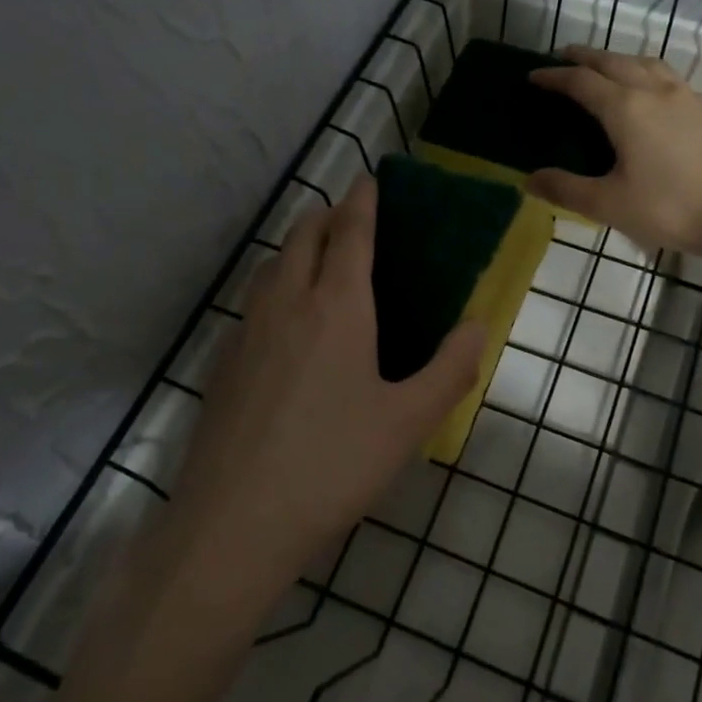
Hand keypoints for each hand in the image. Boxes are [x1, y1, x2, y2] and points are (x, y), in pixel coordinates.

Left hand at [169, 177, 486, 596]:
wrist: (235, 523)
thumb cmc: (333, 465)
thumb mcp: (408, 423)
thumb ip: (451, 369)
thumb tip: (478, 325)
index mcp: (336, 306)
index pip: (350, 232)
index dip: (362, 201)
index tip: (371, 179)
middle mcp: (286, 302)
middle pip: (303, 235)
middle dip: (328, 216)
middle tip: (354, 224)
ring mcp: (246, 330)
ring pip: (272, 265)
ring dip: (298, 249)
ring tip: (322, 267)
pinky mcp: (224, 362)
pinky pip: (254, 301)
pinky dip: (276, 286)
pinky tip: (288, 326)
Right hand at [527, 46, 701, 255]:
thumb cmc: (671, 208)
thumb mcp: (609, 204)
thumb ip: (567, 189)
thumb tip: (529, 180)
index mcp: (625, 108)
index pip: (581, 82)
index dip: (554, 76)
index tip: (533, 75)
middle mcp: (655, 91)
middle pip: (613, 61)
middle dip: (585, 57)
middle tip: (563, 57)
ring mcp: (687, 97)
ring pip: (646, 63)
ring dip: (619, 59)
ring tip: (606, 67)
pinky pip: (668, 77)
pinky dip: (646, 72)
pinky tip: (651, 92)